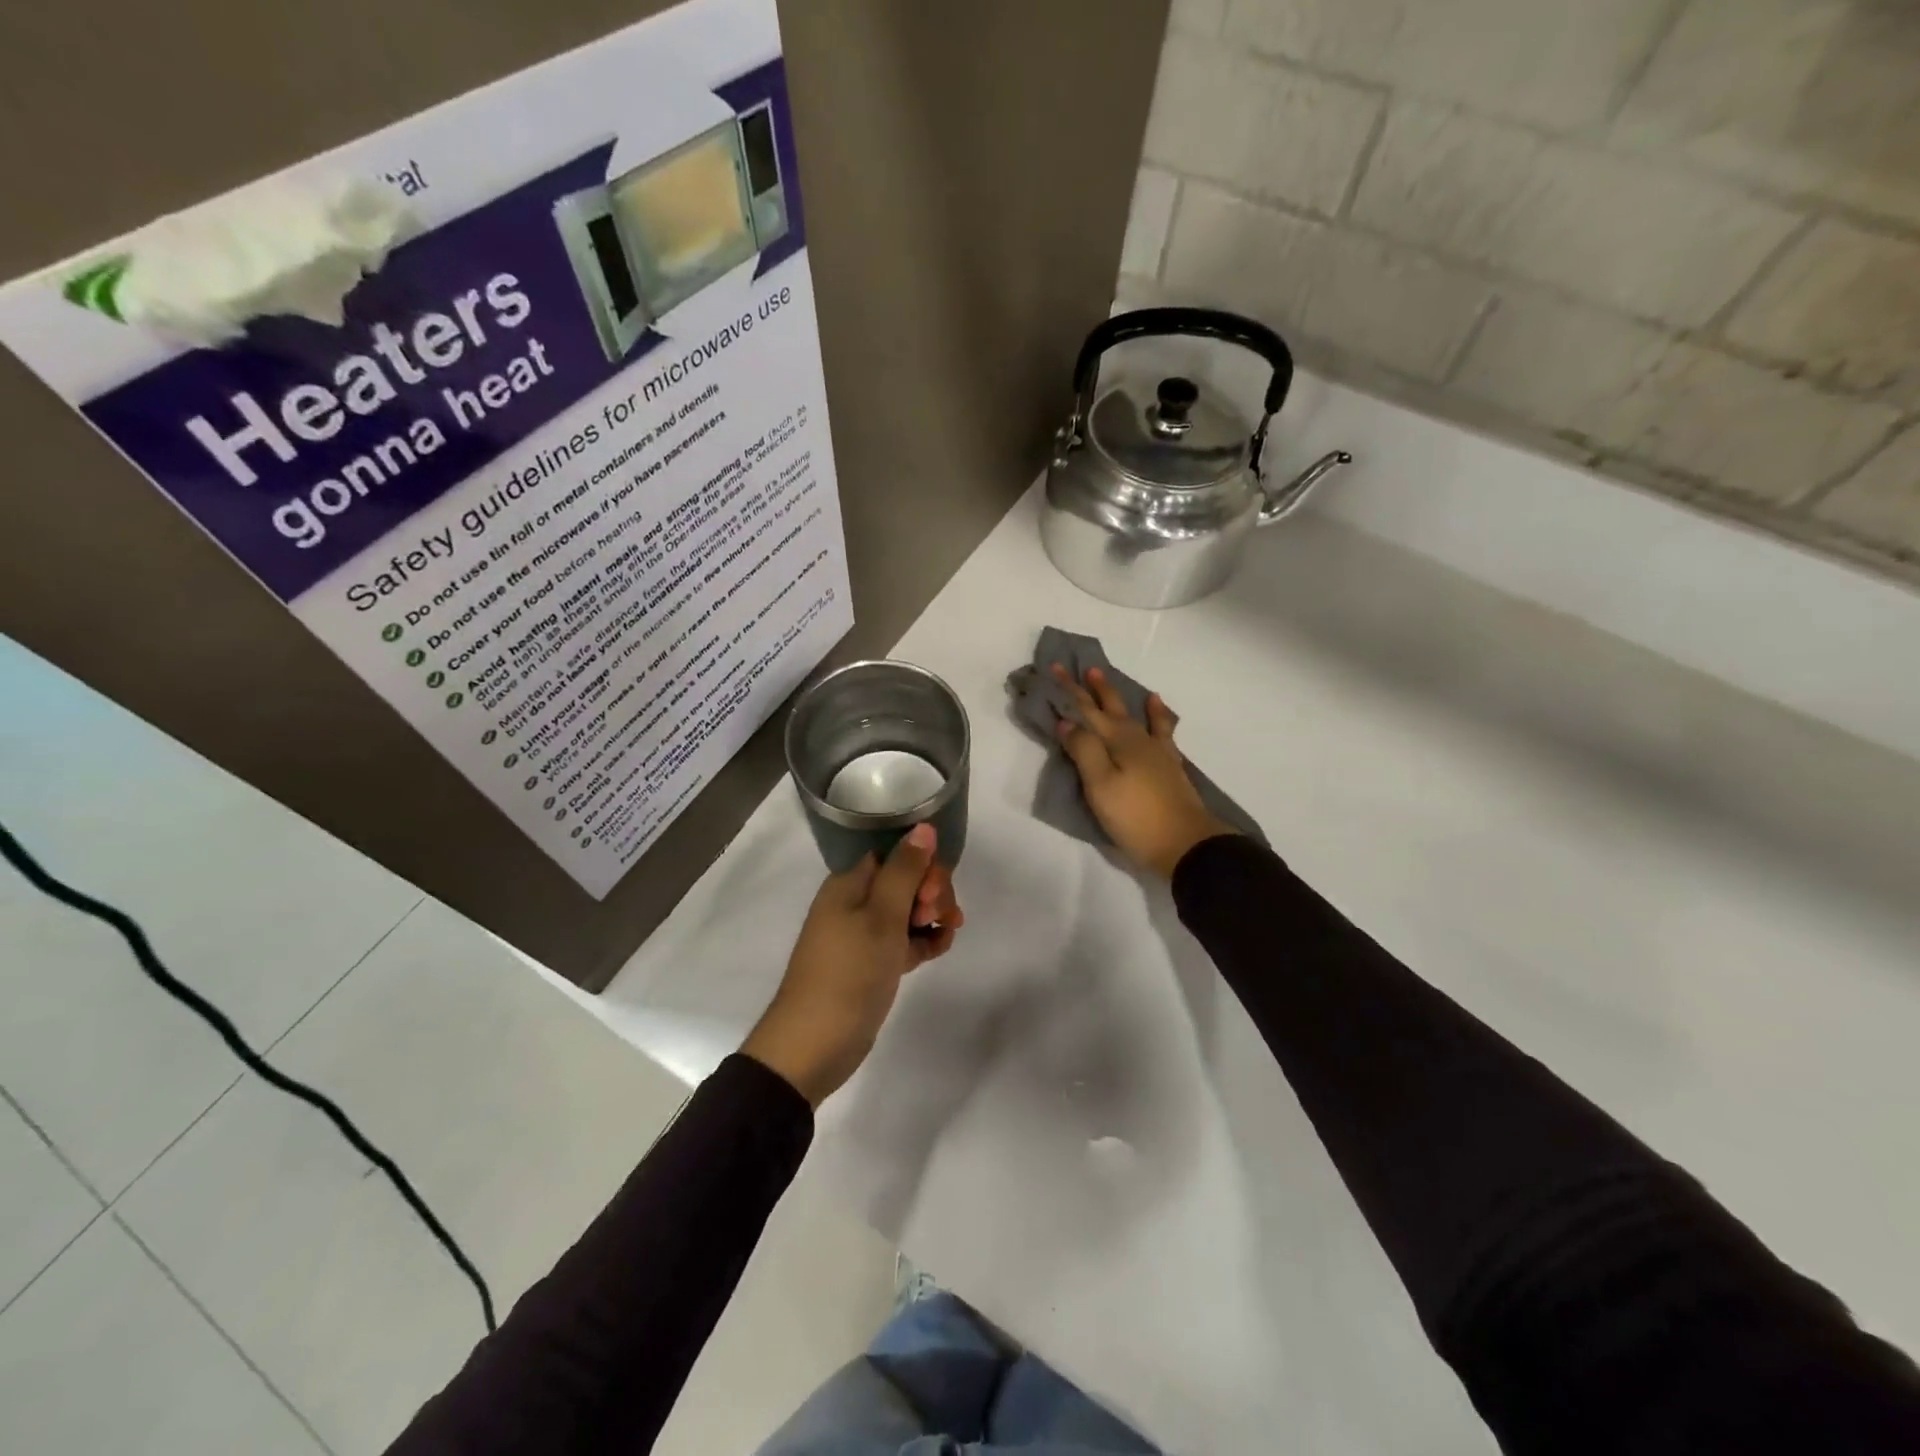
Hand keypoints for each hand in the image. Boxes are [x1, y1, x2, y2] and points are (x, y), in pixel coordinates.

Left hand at [741, 824, 962, 1106]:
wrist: (813, 1046)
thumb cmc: (848, 973)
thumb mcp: (881, 917)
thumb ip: (905, 870)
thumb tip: (923, 826)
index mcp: (849, 883)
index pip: (895, 854)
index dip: (921, 865)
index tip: (932, 891)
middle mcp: (854, 903)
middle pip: (905, 880)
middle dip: (930, 892)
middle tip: (938, 917)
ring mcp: (862, 935)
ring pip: (907, 911)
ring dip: (932, 915)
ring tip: (946, 935)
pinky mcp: (871, 964)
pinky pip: (903, 940)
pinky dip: (923, 940)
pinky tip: (940, 949)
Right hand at [1052, 665, 1237, 879]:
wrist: (1187, 844)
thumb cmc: (1136, 817)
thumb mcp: (1100, 786)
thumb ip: (1083, 750)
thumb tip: (1067, 720)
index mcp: (1117, 741)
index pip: (1086, 710)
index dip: (1070, 690)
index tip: (1055, 669)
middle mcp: (1137, 739)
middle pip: (1111, 708)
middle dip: (1094, 689)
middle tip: (1083, 668)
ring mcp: (1156, 752)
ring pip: (1135, 715)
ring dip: (1120, 697)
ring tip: (1110, 680)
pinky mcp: (1169, 766)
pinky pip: (1162, 730)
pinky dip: (1158, 715)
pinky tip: (1157, 707)